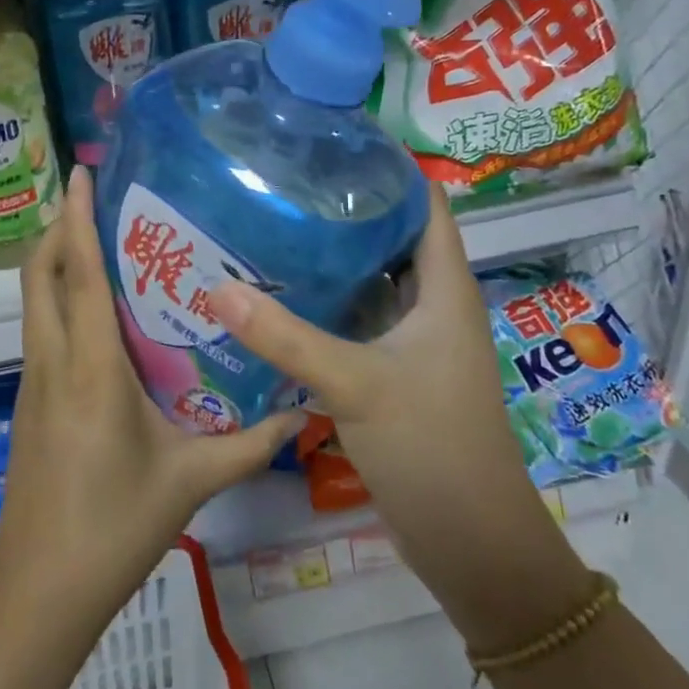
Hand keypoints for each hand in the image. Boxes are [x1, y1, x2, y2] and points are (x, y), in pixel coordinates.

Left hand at [0, 166, 306, 631]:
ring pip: (34, 299)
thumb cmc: (114, 526)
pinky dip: (57, 296)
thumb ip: (250, 445)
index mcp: (90, 368)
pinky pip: (40, 326)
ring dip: (55, 259)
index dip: (75, 219)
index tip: (80, 173)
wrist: (39, 588)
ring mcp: (34, 378)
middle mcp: (53, 359)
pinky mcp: (29, 397)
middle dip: (58, 227)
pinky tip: (95, 309)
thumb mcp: (190, 482)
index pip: (79, 275)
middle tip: (94, 200)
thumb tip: (304, 413)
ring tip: (99, 239)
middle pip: (39, 274)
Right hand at [210, 183, 588, 648]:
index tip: (330, 141)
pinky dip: (325, 302)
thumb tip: (216, 286)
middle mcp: (431, 305)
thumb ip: (286, 337)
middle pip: (390, 235)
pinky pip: (356, 319)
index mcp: (443, 289)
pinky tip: (278, 295)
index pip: (424, 203)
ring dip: (331, 256)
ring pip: (370, 279)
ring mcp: (413, 340)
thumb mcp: (356, 384)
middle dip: (345, 206)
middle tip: (283, 180)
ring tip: (271, 223)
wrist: (472, 548)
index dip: (388, 167)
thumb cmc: (432, 449)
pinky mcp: (392, 371)